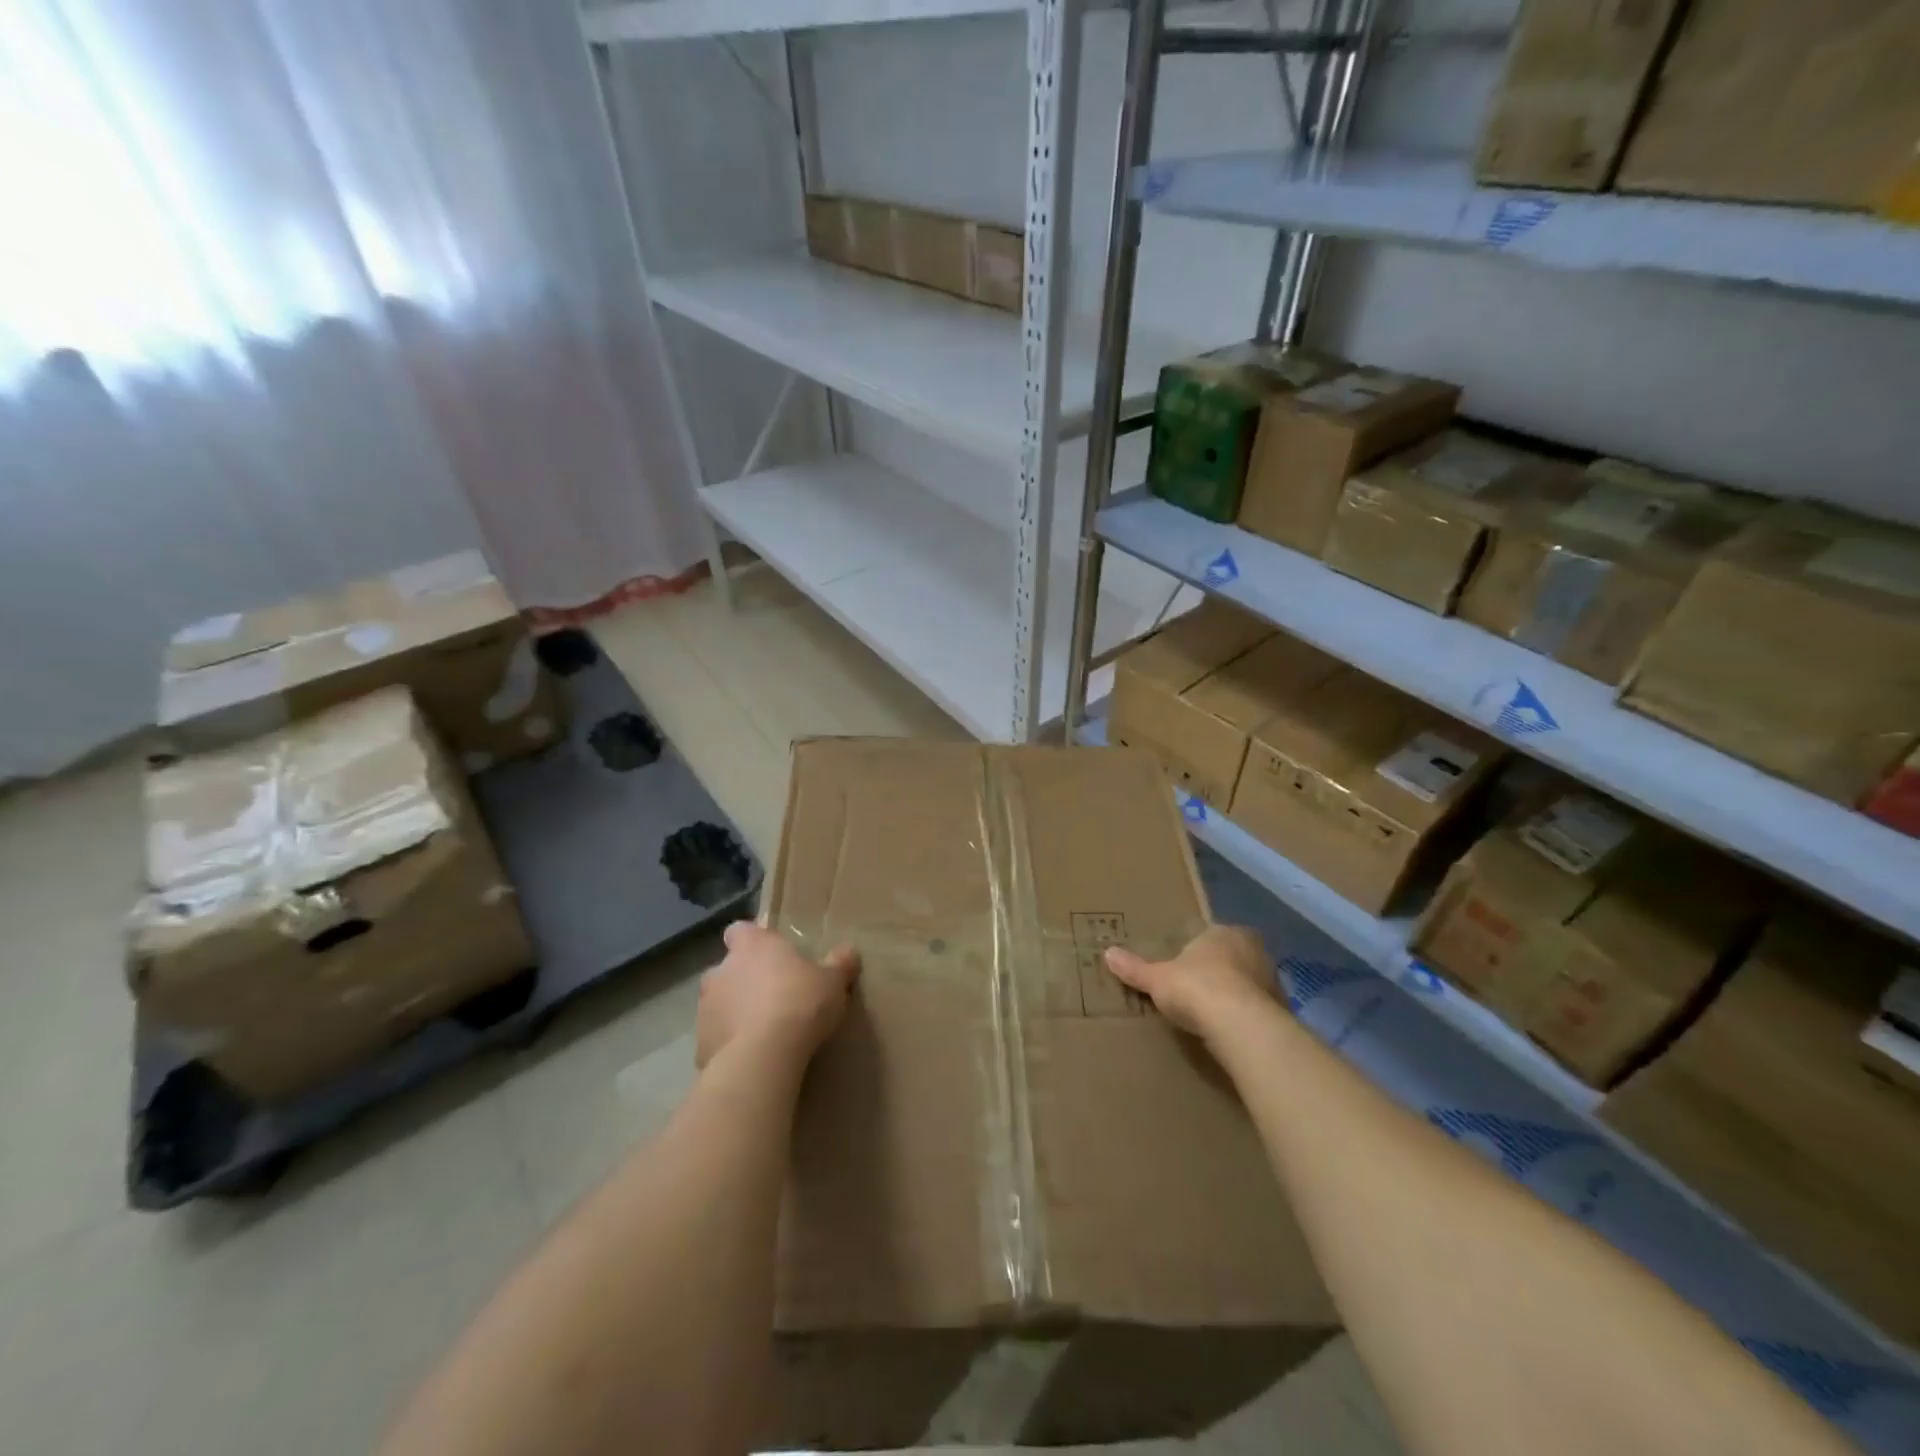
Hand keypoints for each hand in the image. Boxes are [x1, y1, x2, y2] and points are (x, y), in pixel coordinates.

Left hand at [697, 922, 860, 1069]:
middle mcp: (722, 970)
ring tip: (764, 1031)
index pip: (741, 930)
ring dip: (735, 1011)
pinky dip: (730, 1042)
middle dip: (745, 980)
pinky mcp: (700, 1042)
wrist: (763, 1057)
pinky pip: (717, 1036)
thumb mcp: (832, 982)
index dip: (753, 941)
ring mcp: (705, 1007)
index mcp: (752, 946)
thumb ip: (839, 964)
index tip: (772, 955)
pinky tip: (753, 1056)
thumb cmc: (800, 1003)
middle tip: (774, 996)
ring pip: (720, 1003)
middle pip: (729, 968)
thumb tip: (849, 951)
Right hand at [1105, 925, 1276, 1039]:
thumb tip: (1107, 953)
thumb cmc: (1196, 988)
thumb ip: (1135, 968)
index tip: (1185, 968)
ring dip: (1236, 995)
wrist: (1240, 1025)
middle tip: (1198, 990)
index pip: (1210, 935)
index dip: (1197, 951)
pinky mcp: (1281, 1010)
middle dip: (1219, 971)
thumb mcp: (1157, 979)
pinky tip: (1231, 1032)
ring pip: (1249, 984)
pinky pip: (1258, 1010)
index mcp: (1224, 933)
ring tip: (1214, 1015)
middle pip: (1232, 958)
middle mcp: (1253, 950)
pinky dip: (1246, 1018)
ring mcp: (1271, 980)